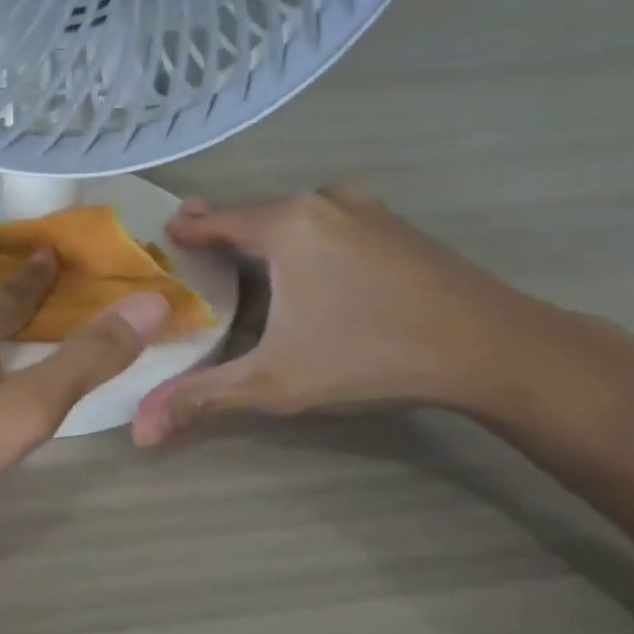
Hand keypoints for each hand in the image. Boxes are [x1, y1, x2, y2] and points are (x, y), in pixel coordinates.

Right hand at [132, 186, 549, 445]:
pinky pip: (327, 221)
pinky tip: (306, 266)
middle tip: (194, 249)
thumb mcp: (275, 383)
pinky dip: (303, 235)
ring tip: (243, 257)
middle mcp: (321, 201)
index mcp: (286, 224)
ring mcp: (364, 208)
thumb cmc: (371, 354)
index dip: (185, 229)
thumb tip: (138, 431)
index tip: (161, 238)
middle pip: (253, 212)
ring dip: (264, 231)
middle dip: (222, 230)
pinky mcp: (395, 224)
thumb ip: (202, 399)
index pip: (215, 218)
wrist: (496, 348)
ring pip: (293, 214)